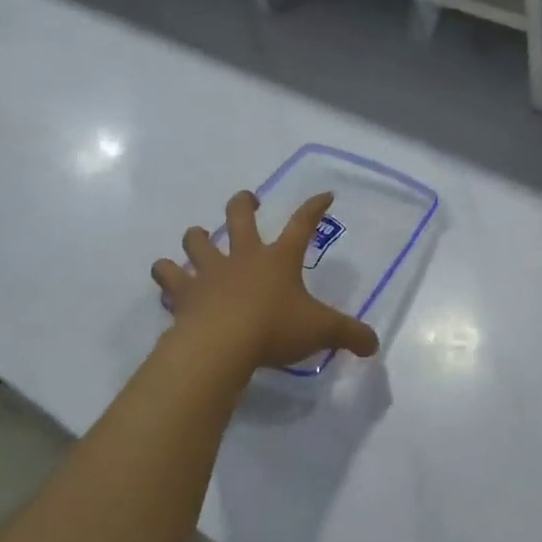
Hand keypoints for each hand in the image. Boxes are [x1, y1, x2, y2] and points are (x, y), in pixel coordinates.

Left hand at [152, 190, 379, 375]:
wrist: (219, 347)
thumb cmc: (274, 329)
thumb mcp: (321, 331)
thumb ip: (349, 335)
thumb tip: (373, 344)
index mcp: (279, 259)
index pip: (302, 224)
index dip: (315, 208)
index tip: (325, 195)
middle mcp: (243, 257)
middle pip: (239, 216)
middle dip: (244, 204)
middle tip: (248, 201)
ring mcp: (209, 273)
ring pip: (196, 241)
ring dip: (197, 237)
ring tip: (199, 238)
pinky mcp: (184, 295)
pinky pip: (168, 278)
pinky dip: (167, 276)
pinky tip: (169, 280)